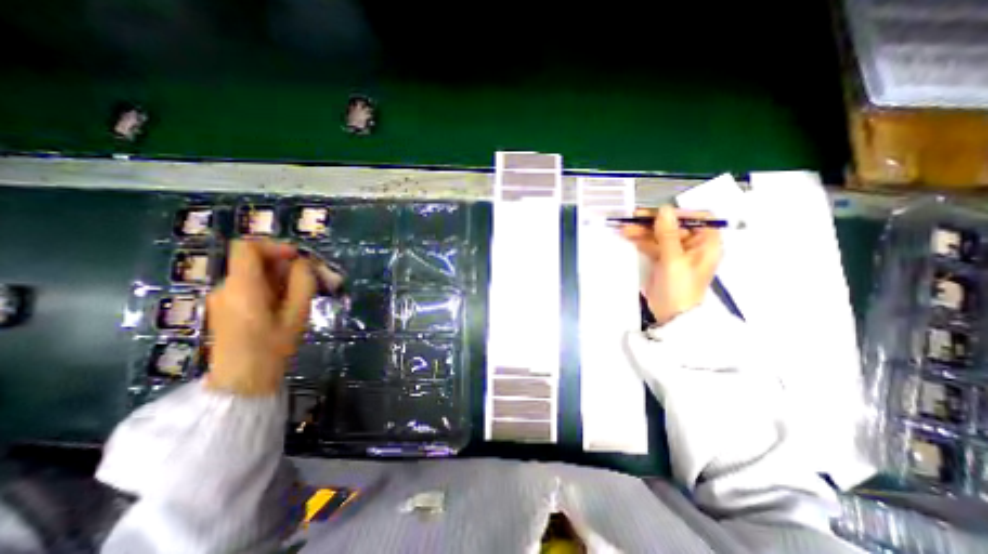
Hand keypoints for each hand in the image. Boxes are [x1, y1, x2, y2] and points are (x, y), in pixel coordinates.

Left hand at [207, 241, 314, 395]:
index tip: (298, 258)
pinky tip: (285, 304)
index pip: (247, 247)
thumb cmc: (272, 347)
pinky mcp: (224, 308)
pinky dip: (270, 287)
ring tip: (301, 294)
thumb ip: (302, 283)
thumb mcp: (297, 314)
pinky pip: (249, 286)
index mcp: (241, 287)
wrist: (242, 381)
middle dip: (285, 265)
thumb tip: (304, 263)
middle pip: (253, 261)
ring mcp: (222, 298)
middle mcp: (225, 287)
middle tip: (310, 278)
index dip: (275, 246)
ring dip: (280, 277)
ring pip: (253, 274)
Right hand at [619, 206, 722, 326]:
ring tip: (624, 228)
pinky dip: (641, 241)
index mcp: (706, 243)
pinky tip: (628, 237)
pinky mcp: (663, 261)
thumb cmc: (679, 288)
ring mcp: (677, 253)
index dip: (678, 213)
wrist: (672, 316)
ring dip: (643, 231)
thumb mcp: (673, 260)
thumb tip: (664, 209)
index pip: (697, 218)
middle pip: (674, 226)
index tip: (657, 214)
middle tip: (632, 218)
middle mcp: (693, 245)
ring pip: (660, 235)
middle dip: (653, 222)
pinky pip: (653, 245)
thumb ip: (668, 234)